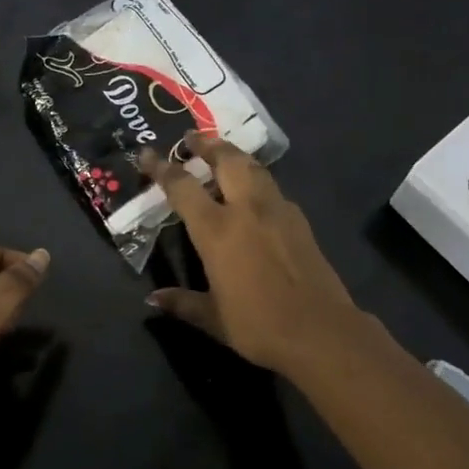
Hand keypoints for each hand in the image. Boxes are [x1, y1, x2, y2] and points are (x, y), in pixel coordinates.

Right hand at [141, 134, 366, 374]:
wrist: (321, 331)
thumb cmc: (259, 326)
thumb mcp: (213, 317)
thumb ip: (183, 302)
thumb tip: (154, 299)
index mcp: (217, 230)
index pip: (182, 187)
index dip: (162, 168)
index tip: (147, 153)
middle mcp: (246, 209)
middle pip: (226, 160)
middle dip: (206, 144)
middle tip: (191, 137)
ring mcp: (277, 210)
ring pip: (253, 168)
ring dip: (234, 155)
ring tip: (222, 154)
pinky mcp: (299, 220)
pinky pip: (272, 188)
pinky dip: (256, 179)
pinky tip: (254, 192)